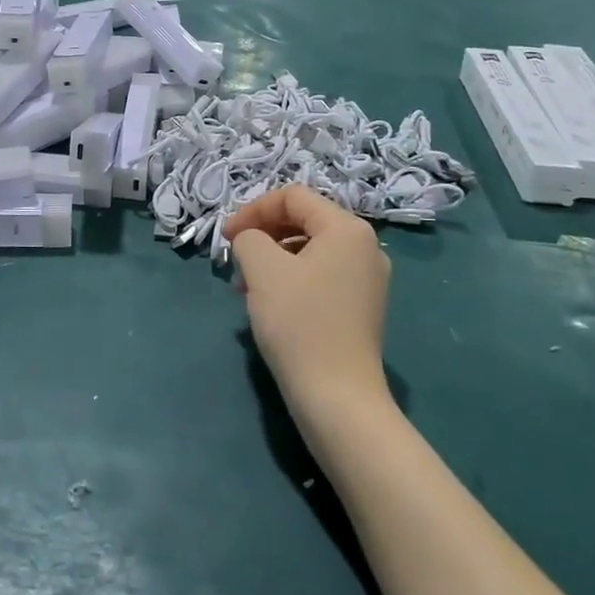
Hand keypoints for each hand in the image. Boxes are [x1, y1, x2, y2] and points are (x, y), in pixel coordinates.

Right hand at [224, 186, 391, 418]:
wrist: (337, 397)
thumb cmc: (299, 323)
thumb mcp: (262, 268)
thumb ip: (249, 237)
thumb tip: (251, 240)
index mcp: (347, 229)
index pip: (293, 197)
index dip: (253, 210)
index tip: (227, 238)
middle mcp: (365, 247)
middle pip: (304, 220)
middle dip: (263, 234)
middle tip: (235, 260)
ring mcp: (367, 279)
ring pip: (309, 250)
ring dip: (273, 258)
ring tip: (246, 286)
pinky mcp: (361, 307)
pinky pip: (320, 275)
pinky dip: (290, 279)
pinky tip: (269, 303)